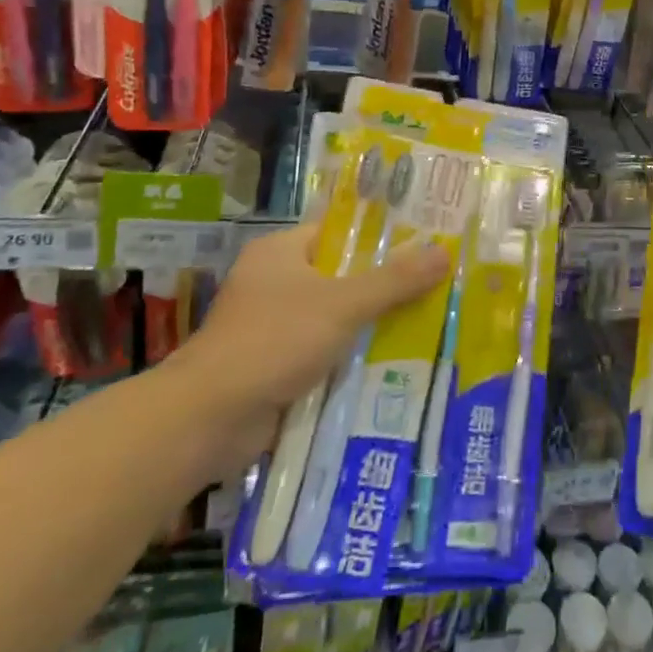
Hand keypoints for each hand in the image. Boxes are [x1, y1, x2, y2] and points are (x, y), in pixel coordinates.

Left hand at [168, 225, 448, 439]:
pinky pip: (325, 353)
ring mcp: (272, 327)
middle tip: (437, 284)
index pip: (339, 231)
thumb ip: (394, 280)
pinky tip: (394, 365)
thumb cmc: (273, 341)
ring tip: (428, 323)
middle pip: (342, 276)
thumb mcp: (343, 304)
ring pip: (336, 318)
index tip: (425, 239)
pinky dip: (352, 359)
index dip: (381, 234)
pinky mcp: (275, 367)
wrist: (207, 420)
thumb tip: (445, 251)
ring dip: (371, 326)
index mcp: (281, 252)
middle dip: (385, 285)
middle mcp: (275, 282)